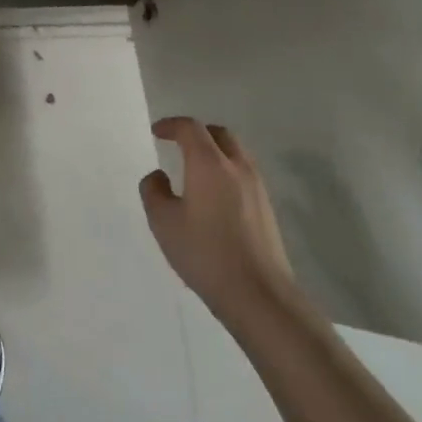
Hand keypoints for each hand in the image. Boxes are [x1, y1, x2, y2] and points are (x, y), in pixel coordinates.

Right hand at [139, 116, 307, 334]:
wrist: (260, 295)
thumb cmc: (205, 254)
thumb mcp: (163, 222)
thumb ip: (154, 191)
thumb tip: (159, 177)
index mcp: (209, 163)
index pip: (190, 128)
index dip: (171, 125)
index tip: (157, 132)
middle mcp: (237, 167)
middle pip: (218, 134)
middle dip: (196, 133)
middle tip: (177, 145)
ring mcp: (257, 187)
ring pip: (235, 153)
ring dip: (214, 151)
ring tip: (195, 170)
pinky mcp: (267, 208)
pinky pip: (244, 174)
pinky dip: (226, 171)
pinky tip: (214, 196)